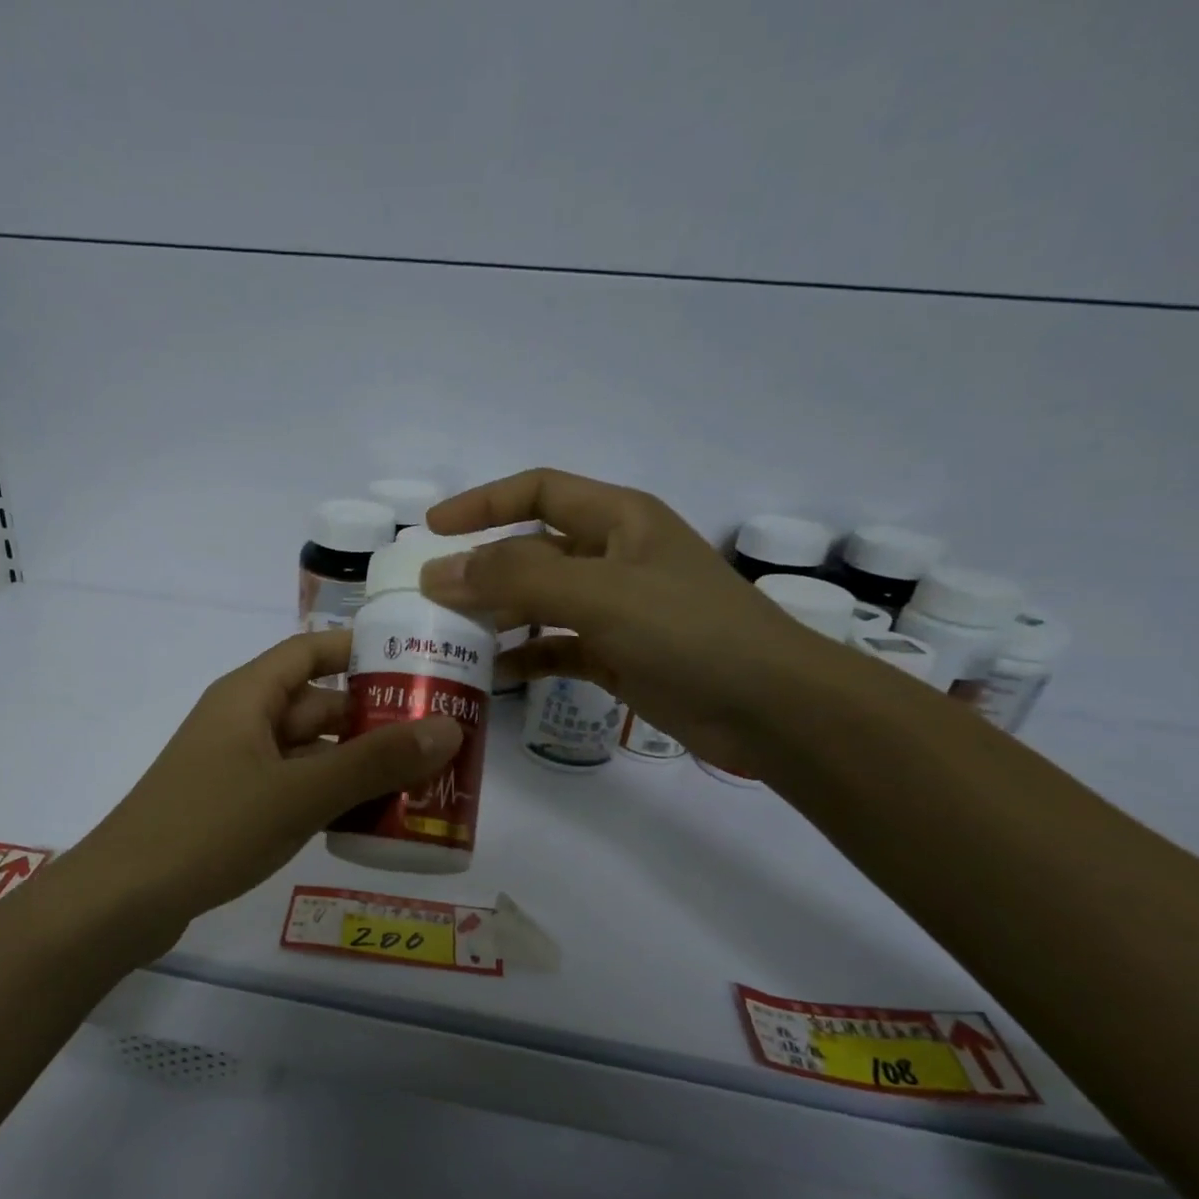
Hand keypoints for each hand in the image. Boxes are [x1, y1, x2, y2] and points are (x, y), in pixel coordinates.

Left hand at [61, 630, 462, 946]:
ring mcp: (236, 768)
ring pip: (309, 753)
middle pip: (317, 706)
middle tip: (437, 737)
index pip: (312, 650)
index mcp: (248, 696)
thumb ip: (373, 763)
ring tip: (420, 782)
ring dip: (356, 765)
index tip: (418, 663)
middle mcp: (242, 722)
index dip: (362, 650)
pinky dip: (329, 798)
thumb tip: (449, 729)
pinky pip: (293, 789)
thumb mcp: (299, 793)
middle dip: (374, 721)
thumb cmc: (210, 828)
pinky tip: (370, 823)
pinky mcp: (233, 809)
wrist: (123, 900)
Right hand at [420, 468, 858, 771]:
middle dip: (481, 569)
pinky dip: (528, 656)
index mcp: (618, 519)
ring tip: (451, 637)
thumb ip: (515, 579)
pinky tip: (496, 675)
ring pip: (541, 602)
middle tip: (429, 596)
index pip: (538, 491)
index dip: (483, 504)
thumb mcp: (598, 594)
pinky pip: (559, 648)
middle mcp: (614, 557)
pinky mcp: (619, 656)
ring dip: (499, 616)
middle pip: (533, 550)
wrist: (769, 707)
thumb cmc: (688, 632)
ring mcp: (617, 609)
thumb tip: (437, 572)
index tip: (431, 529)